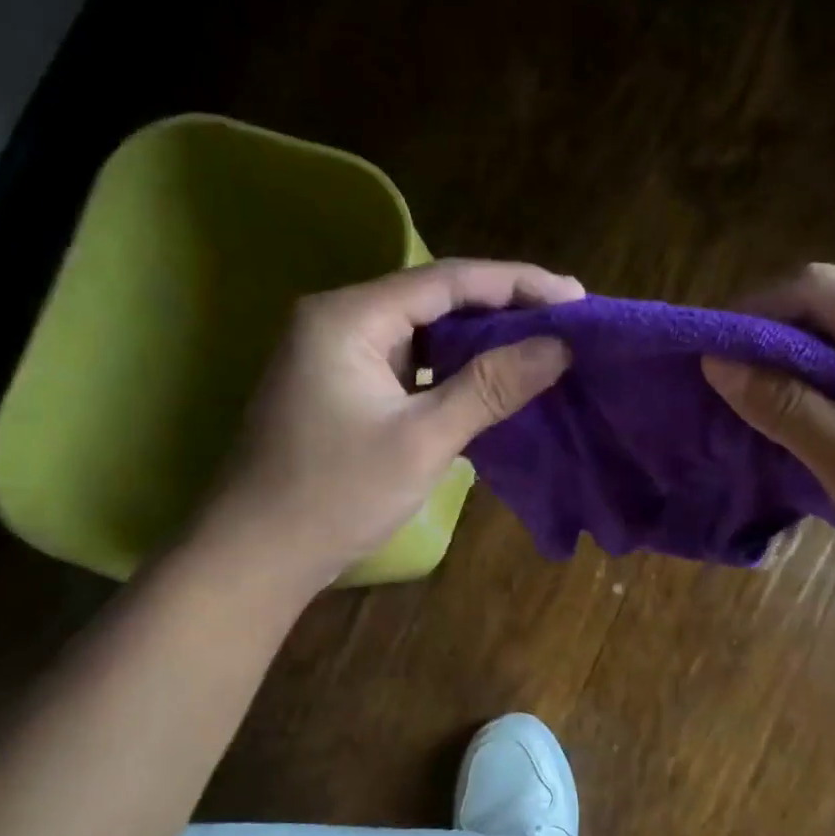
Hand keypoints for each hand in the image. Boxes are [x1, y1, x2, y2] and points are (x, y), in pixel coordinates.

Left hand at [195, 259, 582, 592]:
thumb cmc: (335, 494)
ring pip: (428, 332)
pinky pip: (416, 363)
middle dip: (505, 308)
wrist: (257, 555)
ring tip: (545, 345)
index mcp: (350, 317)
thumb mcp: (422, 439)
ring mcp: (342, 355)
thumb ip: (490, 387)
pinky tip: (497, 379)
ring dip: (484, 340)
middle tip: (569, 322)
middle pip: (438, 298)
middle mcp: (342, 320)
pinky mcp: (349, 387)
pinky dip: (458, 369)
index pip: (448, 280)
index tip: (577, 299)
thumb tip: (560, 346)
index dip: (518, 284)